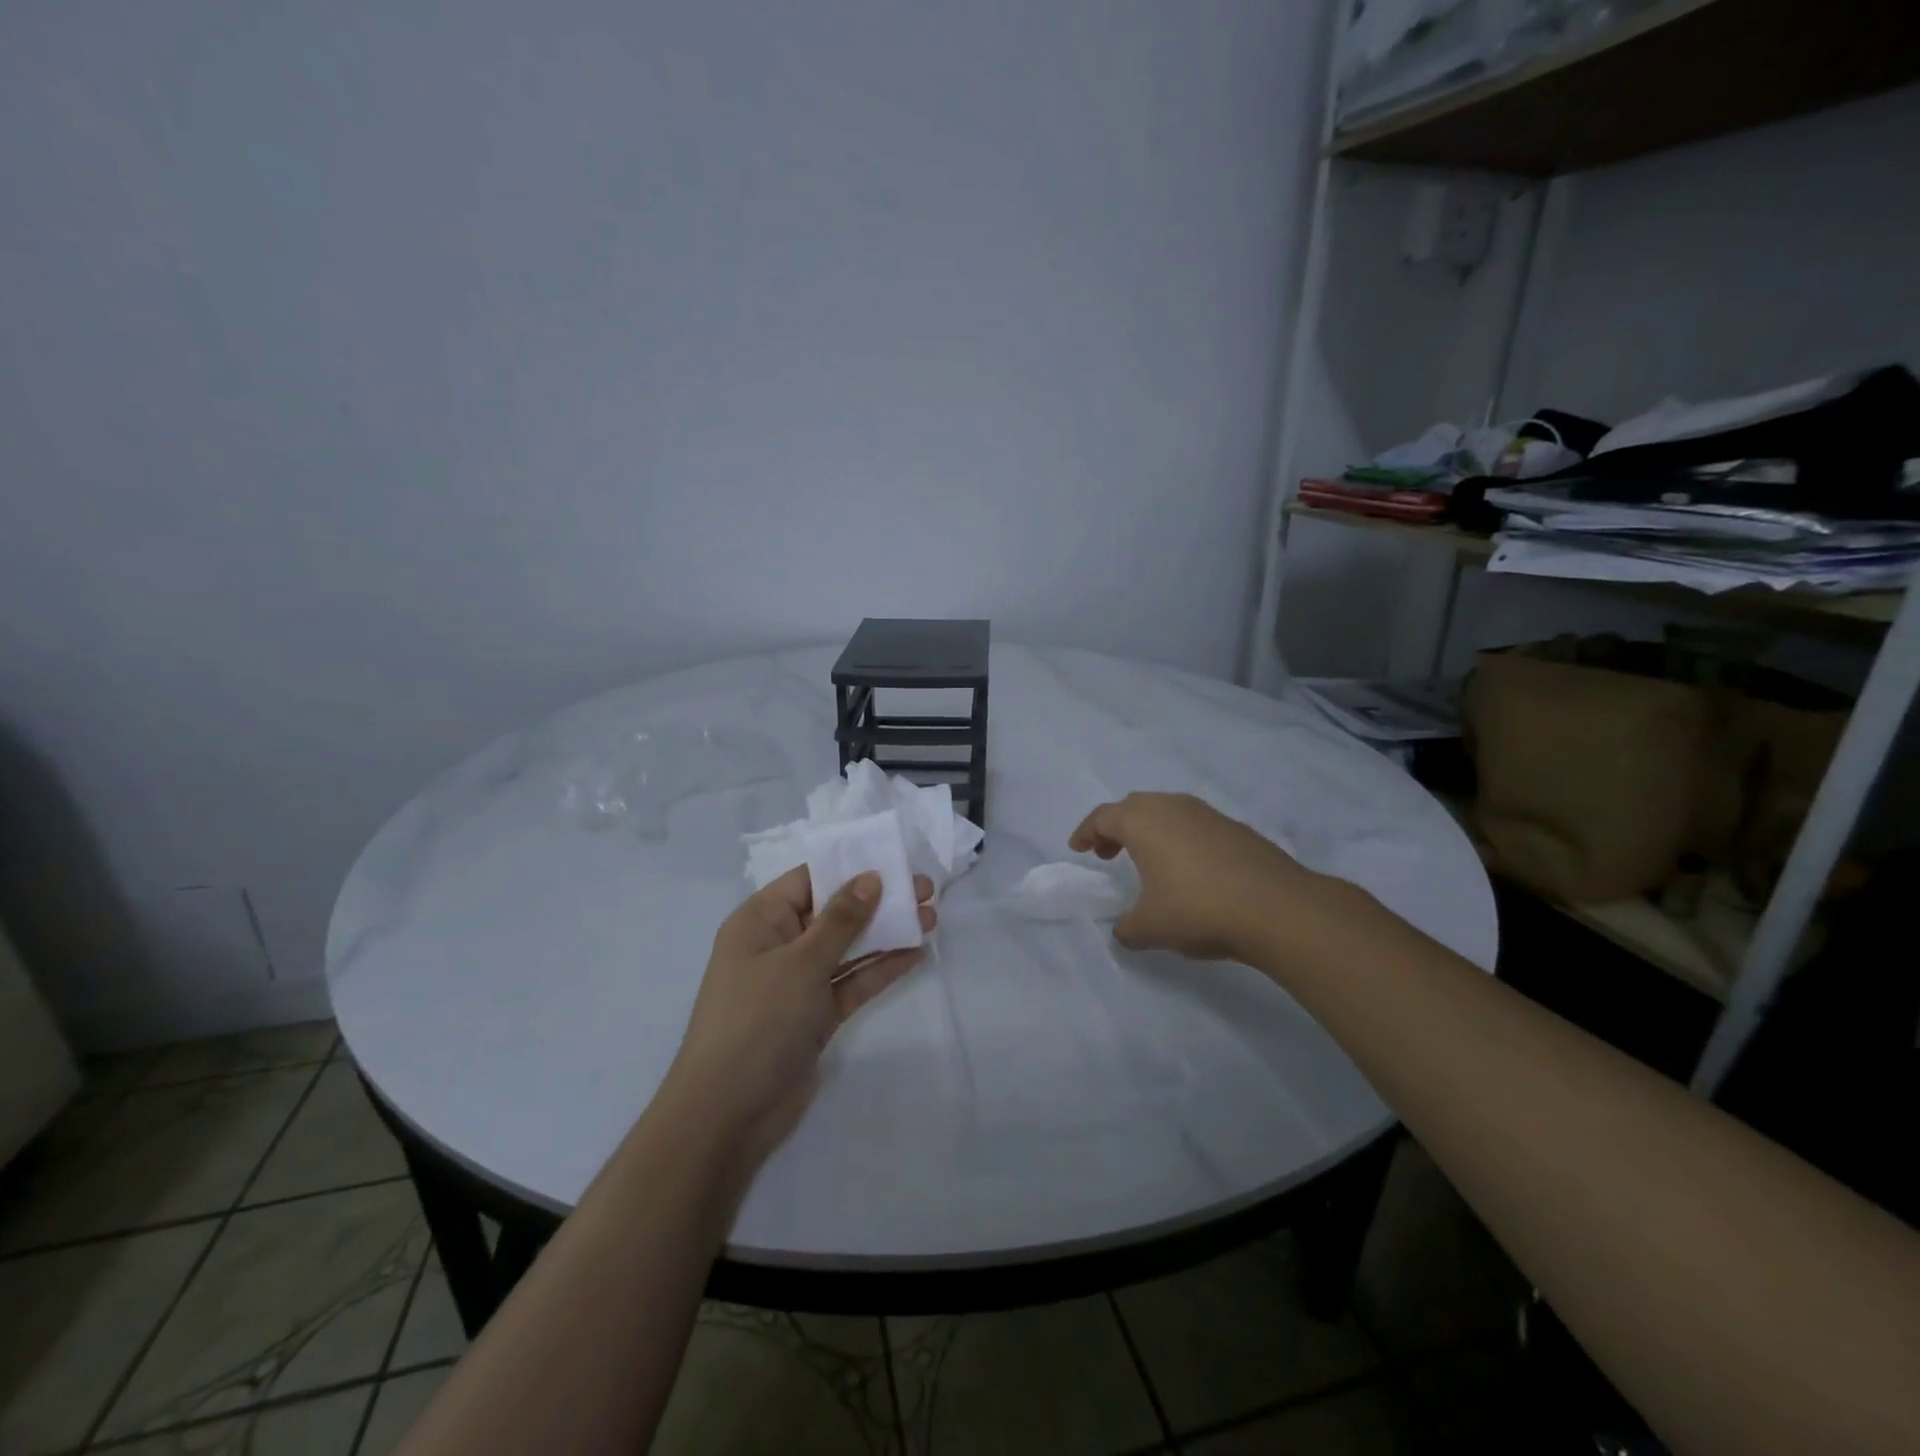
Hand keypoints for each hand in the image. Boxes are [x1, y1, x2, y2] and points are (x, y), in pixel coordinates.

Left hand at [665, 867, 936, 1171]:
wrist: (728, 1114)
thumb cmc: (757, 1020)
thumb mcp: (801, 962)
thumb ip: (841, 920)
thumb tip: (871, 877)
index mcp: (761, 921)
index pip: (809, 879)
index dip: (851, 867)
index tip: (894, 859)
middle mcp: (779, 945)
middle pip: (833, 912)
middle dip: (878, 900)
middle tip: (925, 890)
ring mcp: (798, 982)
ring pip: (847, 947)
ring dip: (886, 933)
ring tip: (931, 917)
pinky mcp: (815, 1015)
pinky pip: (851, 982)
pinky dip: (880, 969)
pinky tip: (915, 954)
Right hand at [1069, 792, 1314, 960]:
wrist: (1277, 908)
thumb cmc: (1198, 909)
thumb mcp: (1149, 928)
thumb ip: (1126, 928)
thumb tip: (1124, 929)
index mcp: (1143, 821)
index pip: (1103, 816)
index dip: (1086, 831)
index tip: (1078, 848)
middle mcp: (1172, 807)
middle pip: (1134, 806)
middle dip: (1116, 827)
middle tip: (1108, 852)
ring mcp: (1207, 814)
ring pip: (1167, 811)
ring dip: (1149, 831)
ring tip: (1148, 860)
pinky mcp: (1235, 828)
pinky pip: (1193, 824)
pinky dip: (1179, 838)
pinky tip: (1188, 869)